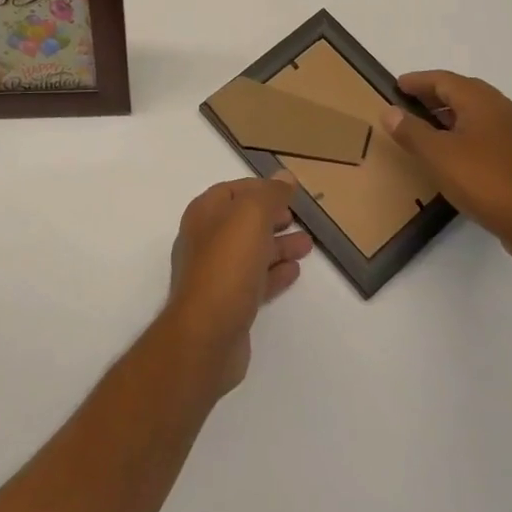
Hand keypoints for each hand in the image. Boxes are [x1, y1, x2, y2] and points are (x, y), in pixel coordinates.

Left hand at [163, 178, 313, 395]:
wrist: (207, 335)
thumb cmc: (227, 265)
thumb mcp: (250, 217)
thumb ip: (269, 195)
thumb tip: (285, 177)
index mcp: (204, 214)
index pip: (233, 191)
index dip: (260, 188)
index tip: (288, 192)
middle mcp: (205, 240)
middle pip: (242, 222)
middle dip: (271, 217)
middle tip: (299, 217)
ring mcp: (215, 274)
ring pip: (251, 252)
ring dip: (278, 246)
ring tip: (307, 245)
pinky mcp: (228, 304)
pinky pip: (254, 281)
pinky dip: (274, 273)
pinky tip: (294, 272)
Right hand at [382, 71, 511, 267]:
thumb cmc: (483, 180)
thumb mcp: (437, 155)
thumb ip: (411, 131)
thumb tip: (390, 111)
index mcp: (482, 101)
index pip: (445, 80)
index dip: (419, 81)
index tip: (398, 85)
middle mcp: (503, 109)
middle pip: (464, 91)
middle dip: (435, 94)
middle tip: (410, 103)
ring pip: (478, 112)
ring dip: (451, 113)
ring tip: (427, 126)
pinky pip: (488, 131)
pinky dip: (465, 130)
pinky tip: (454, 151)